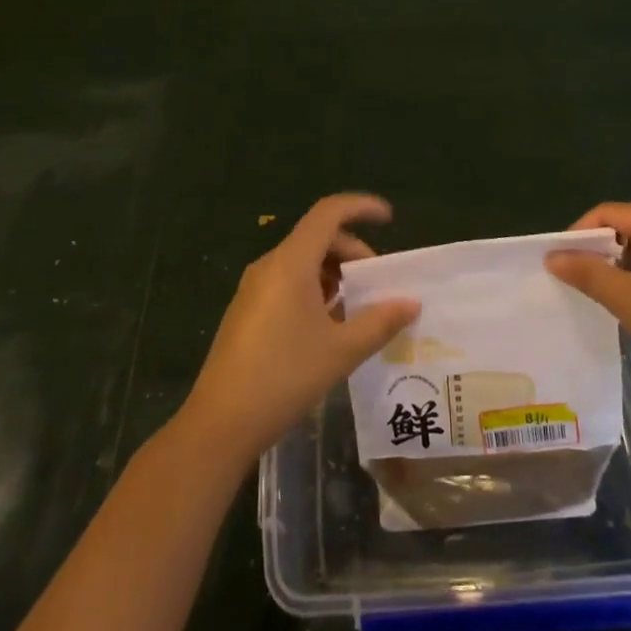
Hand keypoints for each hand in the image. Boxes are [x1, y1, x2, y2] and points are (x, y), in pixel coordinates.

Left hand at [181, 194, 419, 465]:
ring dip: (333, 274)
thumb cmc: (284, 377)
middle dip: (352, 252)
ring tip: (354, 309)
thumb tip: (411, 303)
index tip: (389, 219)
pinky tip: (326, 327)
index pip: (329, 212)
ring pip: (302, 261)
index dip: (361, 207)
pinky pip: (287, 282)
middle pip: (318, 237)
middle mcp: (270, 265)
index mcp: (291, 262)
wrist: (219, 423)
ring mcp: (253, 288)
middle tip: (377, 283)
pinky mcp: (246, 310)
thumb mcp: (341, 351)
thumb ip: (380, 322)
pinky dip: (313, 290)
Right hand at [547, 203, 630, 415]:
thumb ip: (588, 273)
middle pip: (627, 228)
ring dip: (619, 270)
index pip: (609, 213)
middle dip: (598, 252)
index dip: (578, 234)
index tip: (557, 262)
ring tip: (599, 298)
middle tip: (574, 282)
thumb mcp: (630, 299)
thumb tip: (552, 256)